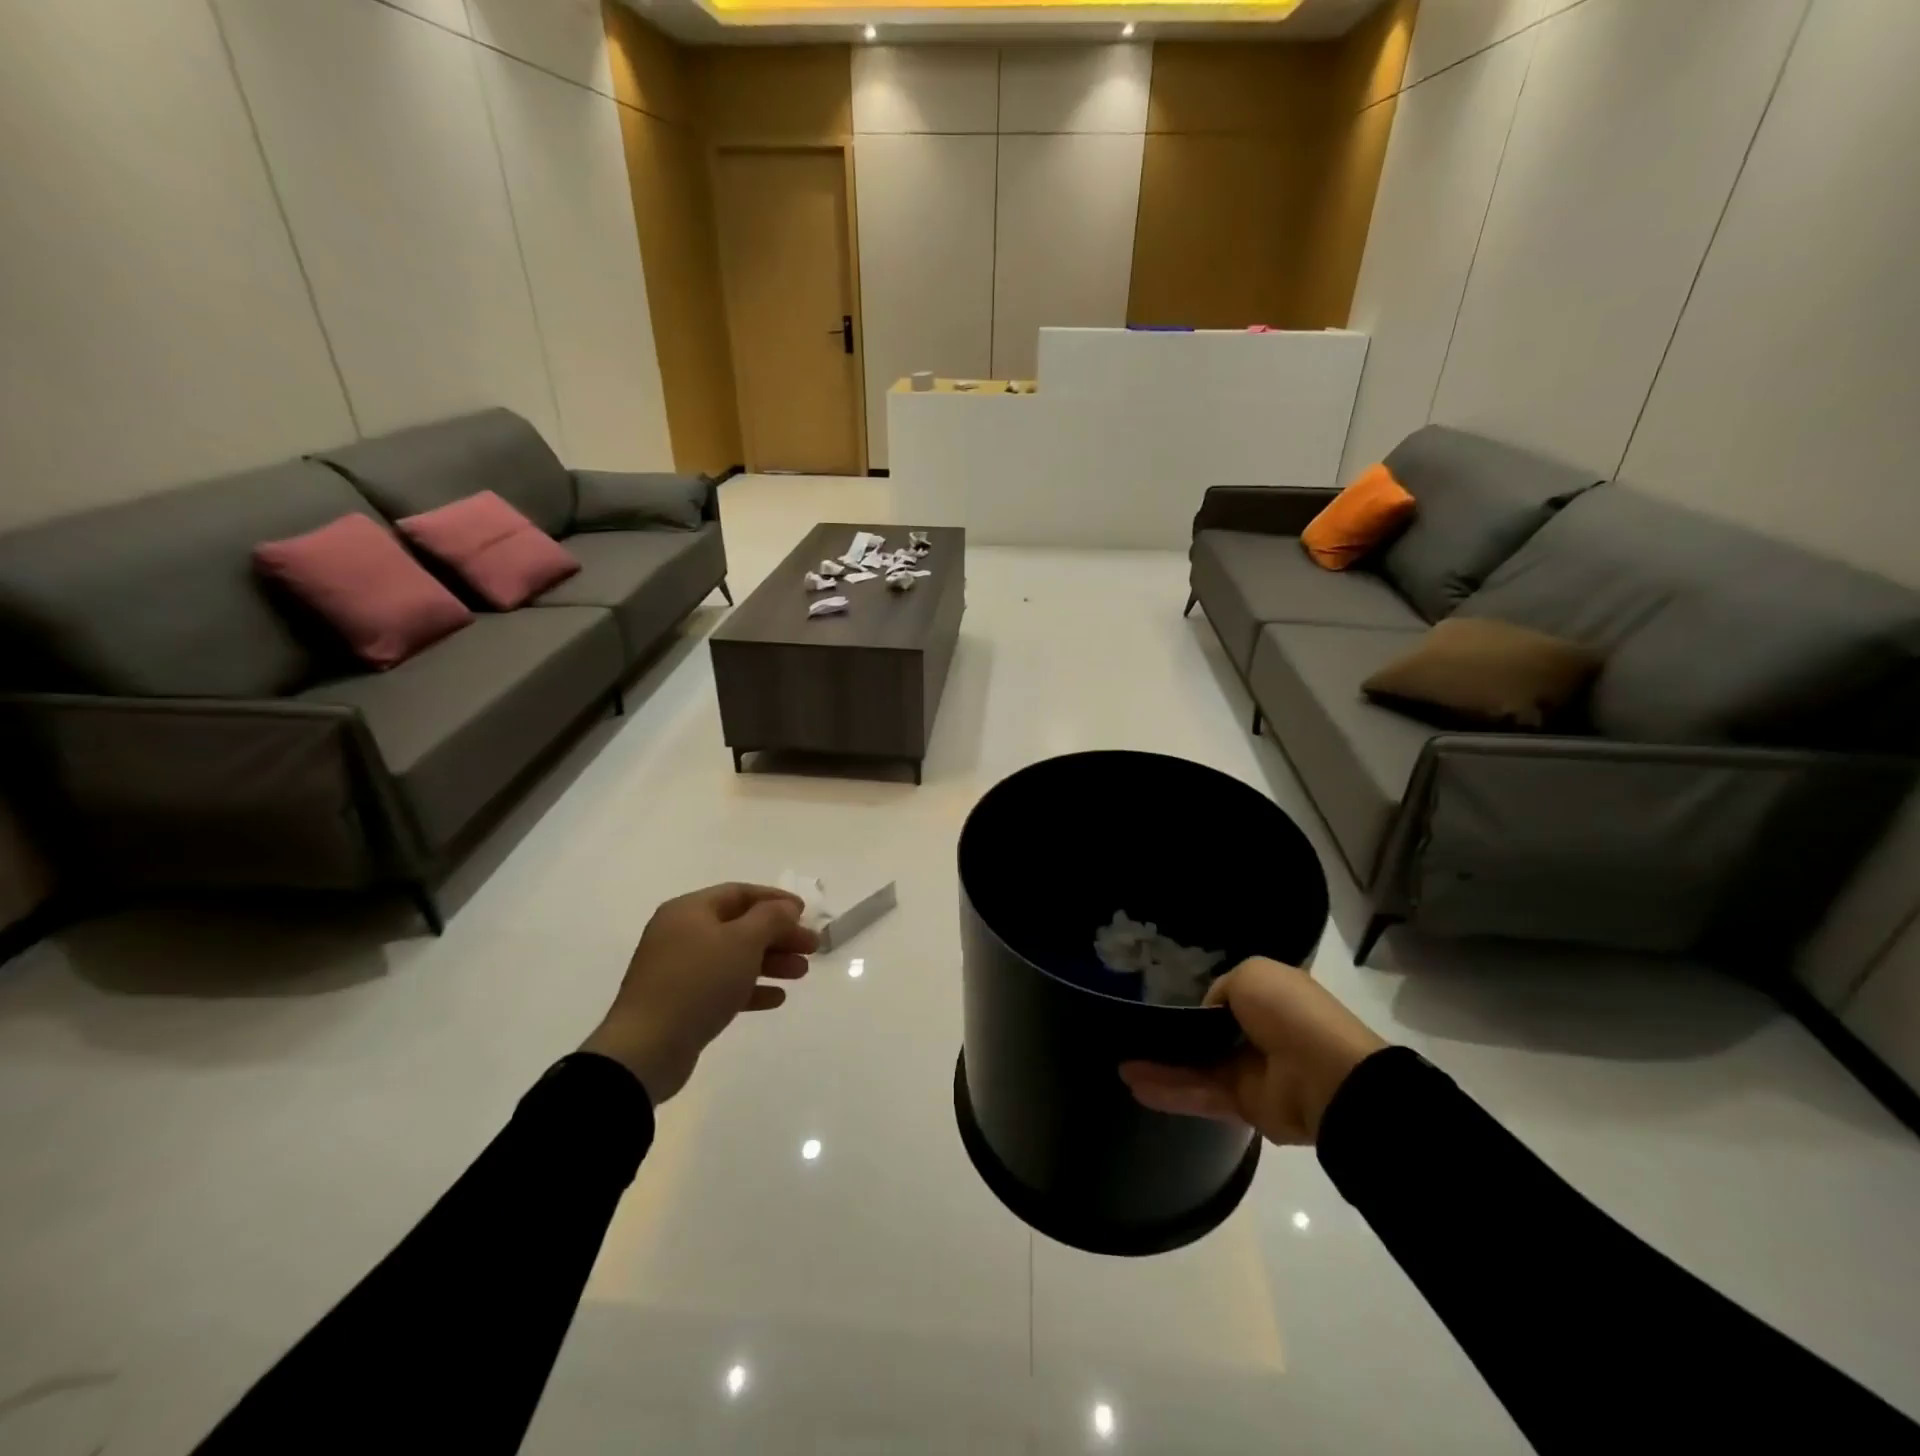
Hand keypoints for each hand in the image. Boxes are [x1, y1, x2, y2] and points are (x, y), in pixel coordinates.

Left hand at [581, 883, 818, 1104]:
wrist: (647, 1048)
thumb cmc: (698, 982)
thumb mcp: (743, 941)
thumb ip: (771, 918)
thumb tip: (786, 908)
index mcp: (690, 911)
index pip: (740, 893)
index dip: (776, 900)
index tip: (805, 914)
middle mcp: (681, 934)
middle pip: (740, 925)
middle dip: (779, 935)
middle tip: (812, 948)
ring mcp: (679, 970)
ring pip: (734, 957)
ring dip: (770, 962)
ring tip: (801, 973)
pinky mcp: (681, 1002)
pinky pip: (723, 986)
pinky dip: (751, 988)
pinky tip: (776, 998)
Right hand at [1119, 956, 1387, 1144]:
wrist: (1327, 1076)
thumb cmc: (1290, 1012)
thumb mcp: (1250, 974)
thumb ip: (1221, 989)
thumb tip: (1206, 1012)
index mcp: (1267, 998)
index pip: (1224, 997)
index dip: (1193, 997)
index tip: (1157, 997)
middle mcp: (1257, 1033)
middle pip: (1205, 1035)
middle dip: (1170, 1035)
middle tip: (1132, 1034)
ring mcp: (1250, 1071)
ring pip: (1196, 1067)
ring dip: (1160, 1066)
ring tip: (1120, 1066)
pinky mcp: (1243, 1105)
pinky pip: (1200, 1093)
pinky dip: (1168, 1090)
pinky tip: (1135, 1085)